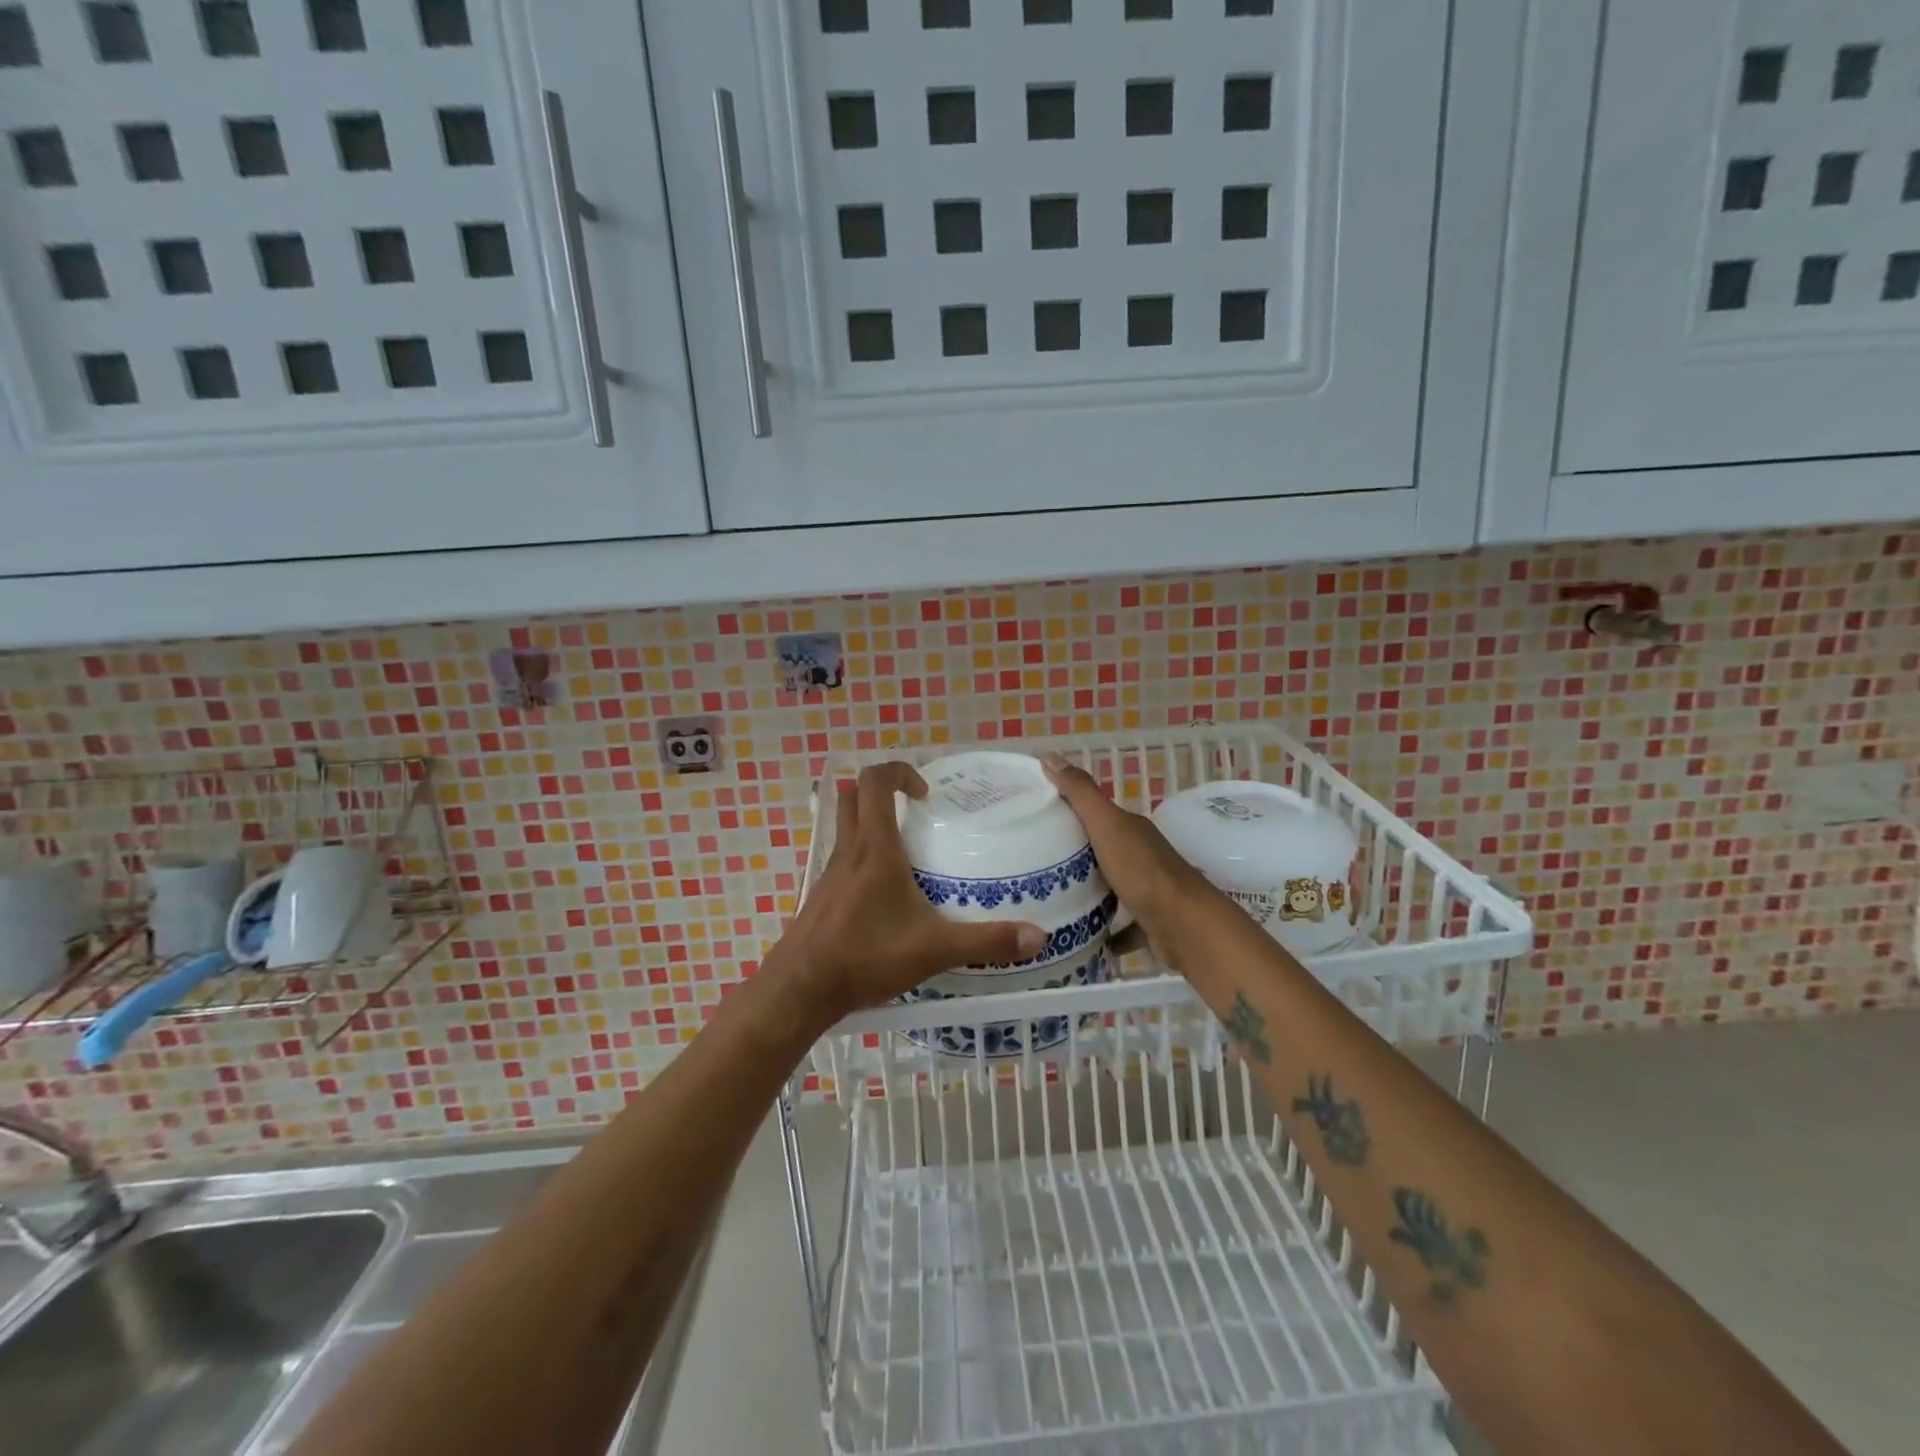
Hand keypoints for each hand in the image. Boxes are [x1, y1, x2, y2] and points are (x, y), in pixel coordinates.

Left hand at [768, 762, 1047, 1024]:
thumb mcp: (934, 949)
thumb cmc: (865, 956)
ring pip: (845, 827)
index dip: (900, 772)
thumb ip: (986, 941)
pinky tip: (885, 894)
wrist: (800, 990)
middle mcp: (848, 852)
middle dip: (883, 792)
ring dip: (871, 822)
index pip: (875, 781)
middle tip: (915, 812)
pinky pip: (842, 860)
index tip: (926, 794)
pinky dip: (862, 858)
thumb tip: (1039, 937)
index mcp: (874, 849)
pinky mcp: (821, 897)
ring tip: (907, 851)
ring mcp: (829, 874)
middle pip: (853, 796)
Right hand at [1042, 753, 1223, 971]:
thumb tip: (1049, 755)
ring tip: (1050, 900)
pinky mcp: (1148, 923)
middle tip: (1032, 863)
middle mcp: (1141, 856)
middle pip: (1101, 850)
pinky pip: (1121, 925)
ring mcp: (1147, 890)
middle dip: (1072, 855)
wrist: (1185, 927)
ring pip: (1111, 887)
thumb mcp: (1106, 825)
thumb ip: (1080, 793)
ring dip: (1088, 892)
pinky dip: (1104, 929)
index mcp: (1130, 829)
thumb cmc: (1142, 872)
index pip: (1094, 813)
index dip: (1066, 811)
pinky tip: (1080, 935)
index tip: (1032, 817)